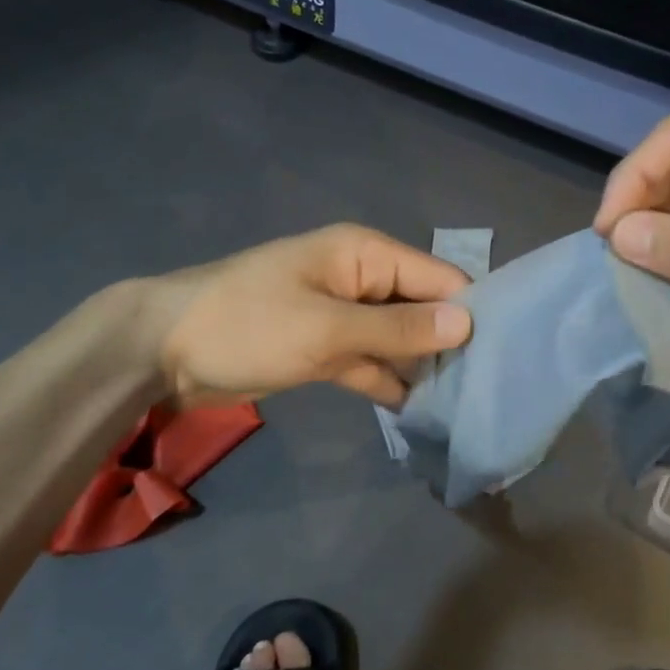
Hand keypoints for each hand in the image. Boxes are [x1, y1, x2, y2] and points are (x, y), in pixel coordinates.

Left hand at [142, 224, 473, 408]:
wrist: (163, 350)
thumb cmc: (248, 325)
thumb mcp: (327, 328)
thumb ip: (398, 329)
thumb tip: (467, 323)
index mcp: (365, 255)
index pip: (438, 277)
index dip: (471, 312)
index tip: (505, 357)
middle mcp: (361, 280)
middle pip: (421, 309)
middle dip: (450, 345)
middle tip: (491, 394)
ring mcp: (342, 316)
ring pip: (398, 340)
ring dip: (422, 369)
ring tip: (465, 409)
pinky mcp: (324, 348)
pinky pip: (370, 362)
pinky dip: (389, 382)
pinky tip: (420, 414)